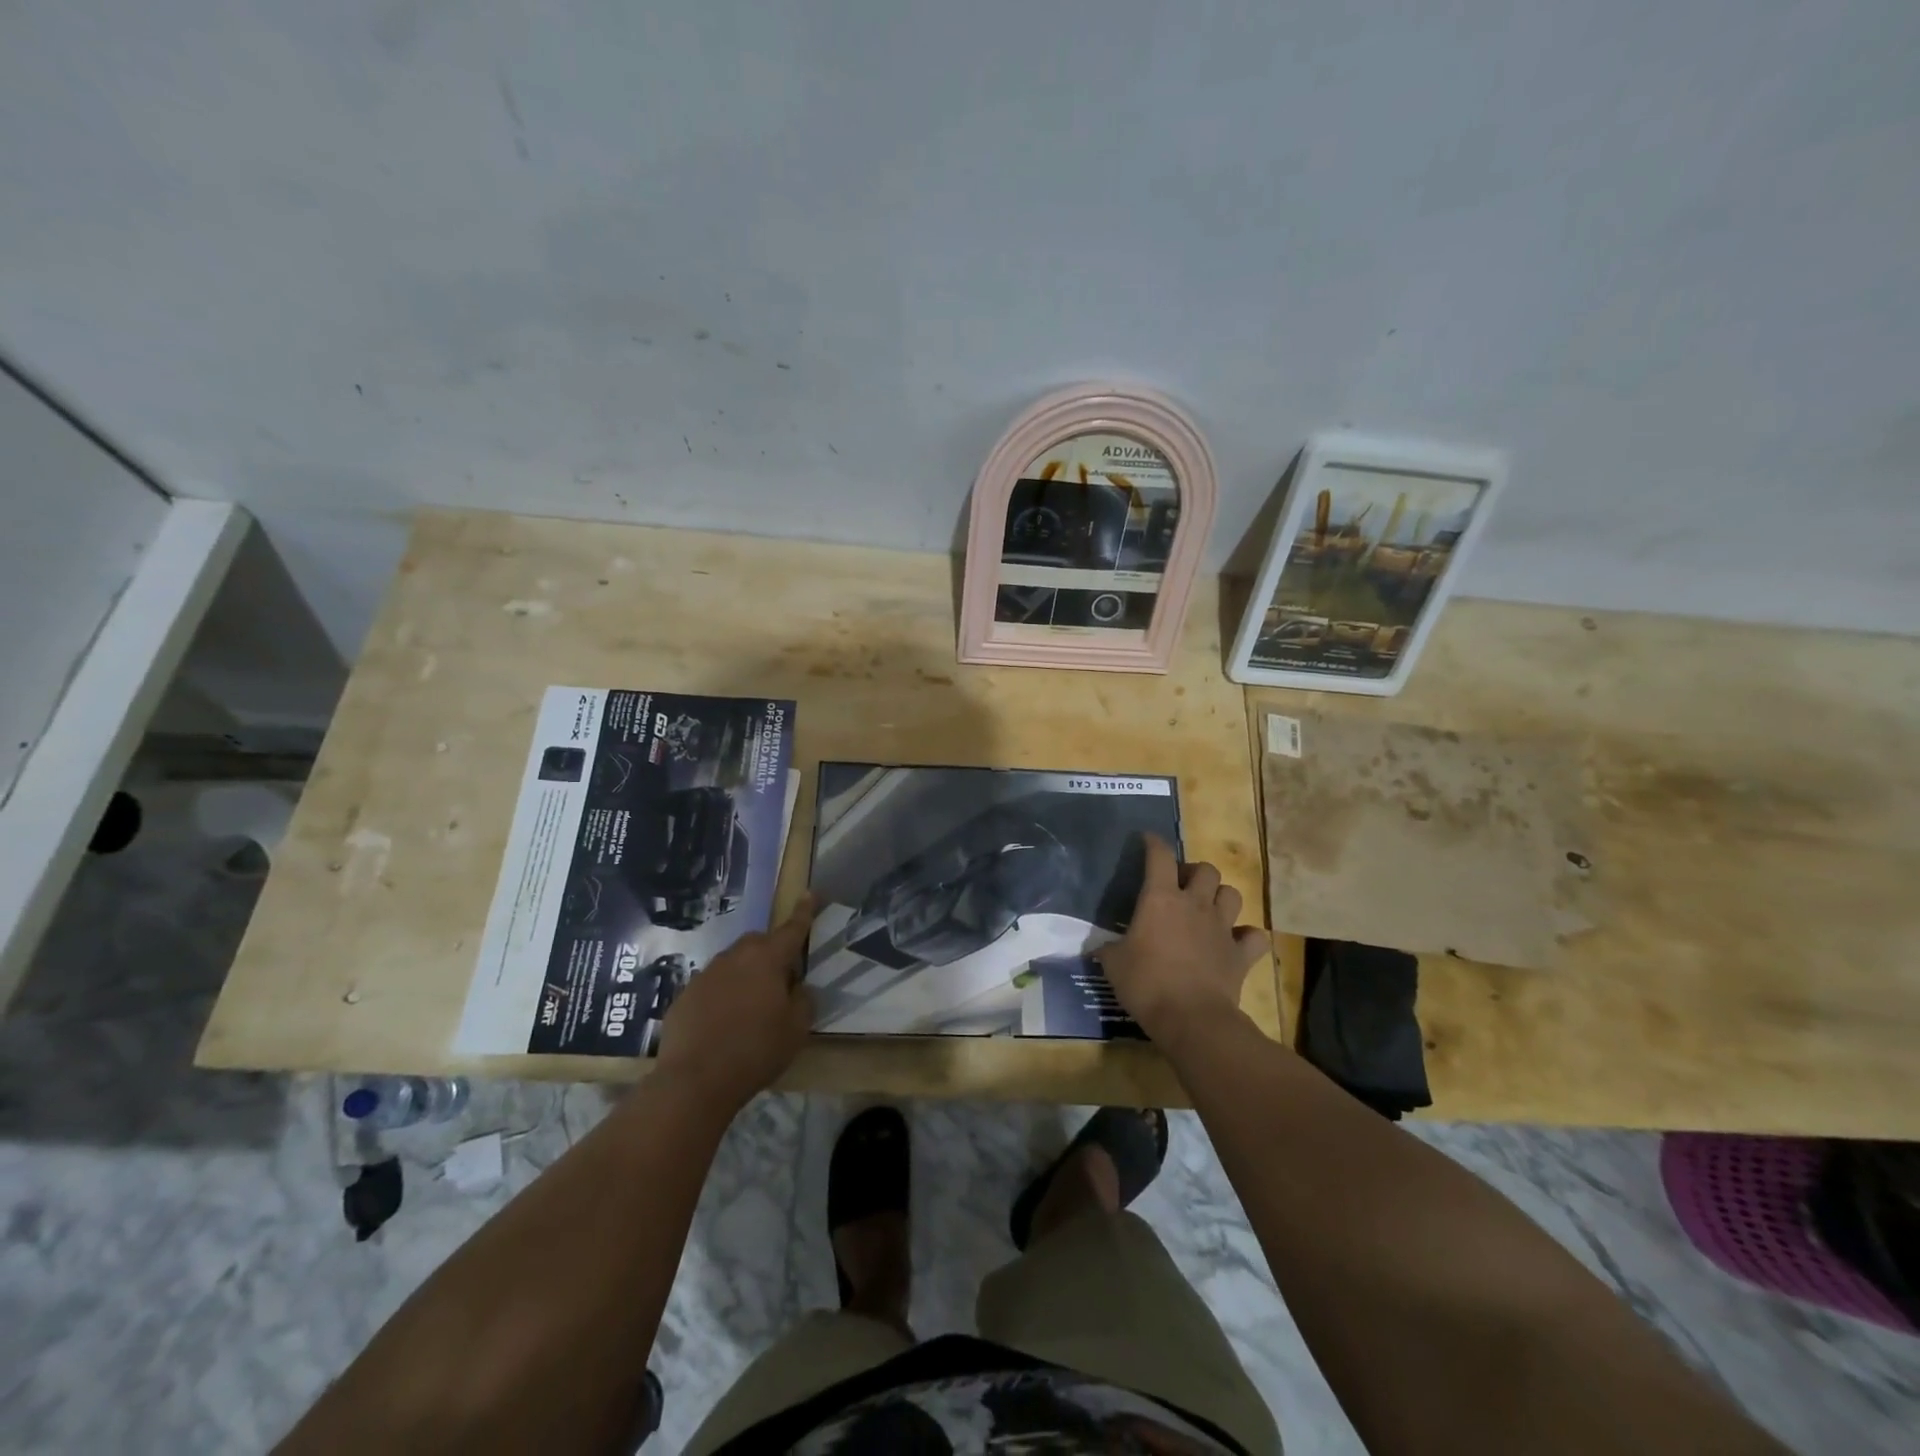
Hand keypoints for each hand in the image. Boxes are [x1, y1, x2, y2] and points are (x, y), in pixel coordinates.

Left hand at [656, 897, 815, 1111]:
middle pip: (758, 943)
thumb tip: (797, 987)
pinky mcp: (684, 997)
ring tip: (750, 1008)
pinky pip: (711, 987)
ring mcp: (705, 975)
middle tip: (781, 982)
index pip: (792, 929)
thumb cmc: (756, 1050)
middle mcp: (735, 958)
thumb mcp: (796, 1029)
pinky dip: (721, 997)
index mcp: (767, 959)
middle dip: (771, 953)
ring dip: (745, 976)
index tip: (809, 893)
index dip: (804, 912)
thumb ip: (803, 1000)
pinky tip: (722, 1025)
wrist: (695, 1081)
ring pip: (732, 964)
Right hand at [1098, 835, 1267, 1051]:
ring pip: (1232, 894)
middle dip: (1194, 872)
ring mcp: (1222, 928)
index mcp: (1161, 898)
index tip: (1147, 840)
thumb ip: (1108, 949)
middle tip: (1181, 886)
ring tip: (1208, 908)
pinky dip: (1247, 937)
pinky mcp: (1241, 954)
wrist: (1191, 1018)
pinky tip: (1236, 943)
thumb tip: (1099, 948)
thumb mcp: (1113, 964)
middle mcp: (1195, 904)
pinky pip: (1253, 937)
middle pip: (1205, 869)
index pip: (1160, 856)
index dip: (1153, 843)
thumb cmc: (1146, 983)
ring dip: (1220, 897)